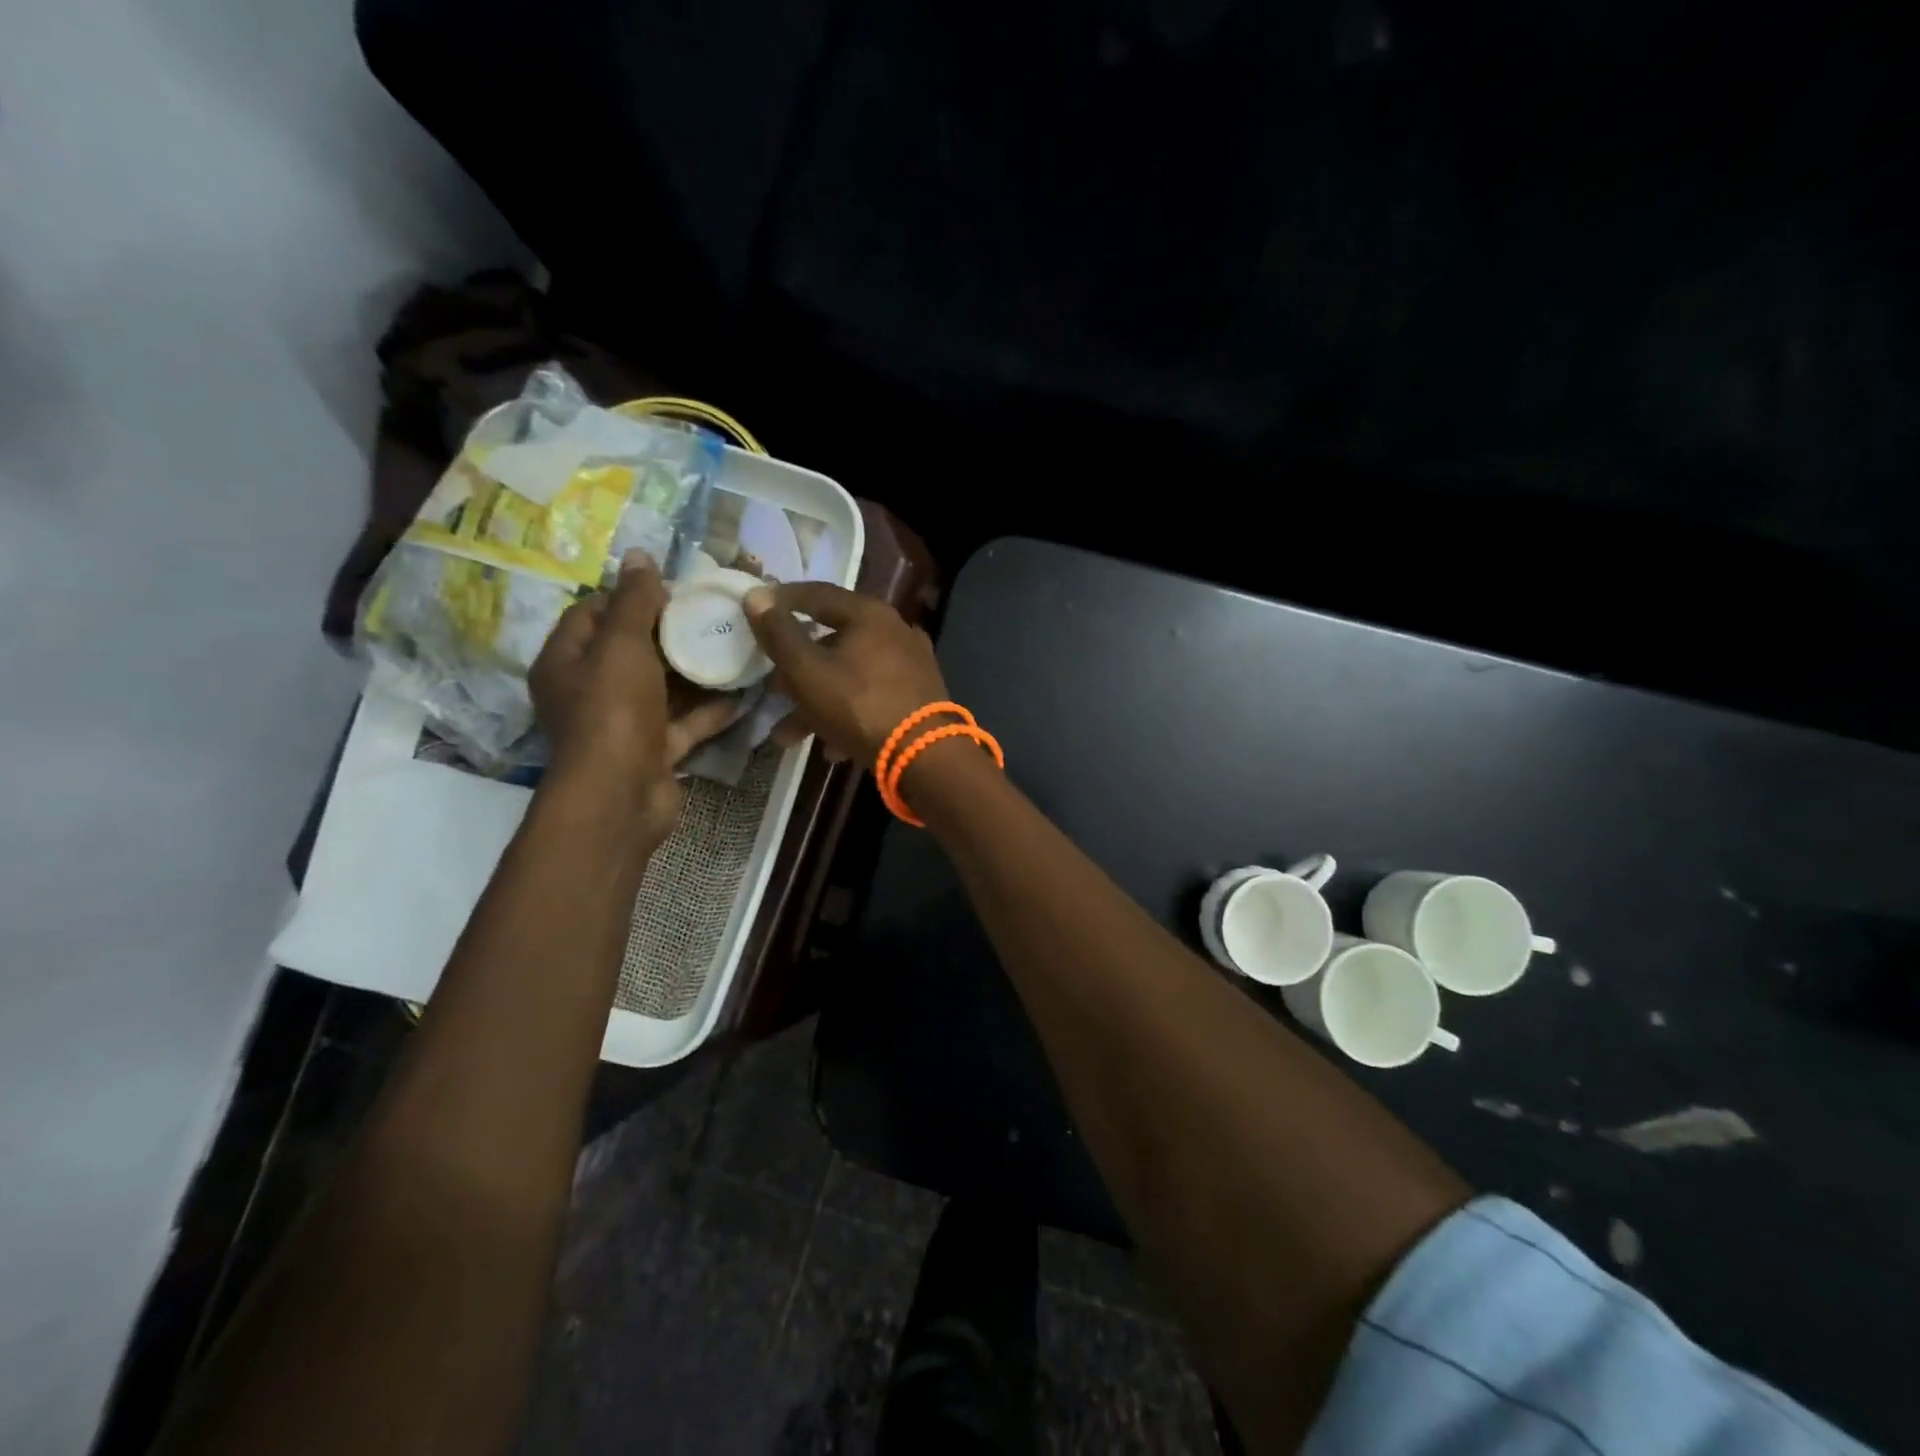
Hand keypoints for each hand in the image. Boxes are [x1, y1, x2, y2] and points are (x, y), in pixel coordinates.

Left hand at [530, 552, 737, 831]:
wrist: (622, 794)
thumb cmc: (613, 710)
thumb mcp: (622, 645)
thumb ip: (633, 601)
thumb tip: (637, 554)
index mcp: (567, 662)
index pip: (589, 613)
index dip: (626, 595)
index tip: (671, 587)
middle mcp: (590, 692)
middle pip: (630, 651)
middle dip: (668, 632)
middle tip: (709, 613)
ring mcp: (624, 724)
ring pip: (662, 688)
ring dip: (694, 671)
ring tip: (732, 645)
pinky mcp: (654, 750)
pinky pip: (685, 723)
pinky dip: (710, 710)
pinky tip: (743, 692)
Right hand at [743, 583, 947, 764]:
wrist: (925, 755)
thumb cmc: (859, 705)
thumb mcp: (807, 671)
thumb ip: (779, 634)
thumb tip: (756, 596)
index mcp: (869, 614)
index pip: (817, 594)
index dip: (782, 600)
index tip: (756, 610)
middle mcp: (895, 631)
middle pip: (833, 641)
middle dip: (796, 671)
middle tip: (772, 689)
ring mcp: (911, 664)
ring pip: (850, 675)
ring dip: (816, 702)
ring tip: (788, 735)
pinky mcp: (918, 696)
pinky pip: (872, 697)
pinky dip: (847, 715)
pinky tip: (830, 748)